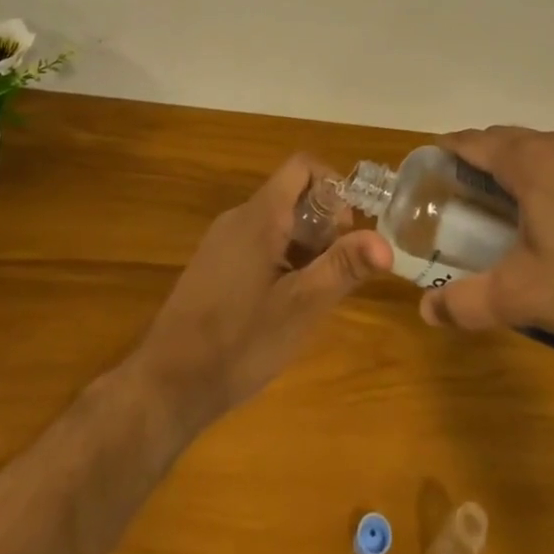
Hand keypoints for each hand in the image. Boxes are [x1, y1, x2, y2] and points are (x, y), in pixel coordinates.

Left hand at [131, 154, 391, 429]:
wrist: (166, 386)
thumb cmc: (238, 342)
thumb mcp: (301, 307)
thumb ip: (343, 268)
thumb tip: (387, 243)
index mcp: (260, 215)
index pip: (302, 167)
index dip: (333, 185)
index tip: (349, 229)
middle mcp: (239, 217)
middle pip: (292, 195)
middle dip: (324, 224)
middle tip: (337, 270)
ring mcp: (222, 241)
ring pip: (277, 222)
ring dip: (305, 246)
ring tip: (315, 293)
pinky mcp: (214, 265)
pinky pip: (258, 243)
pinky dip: (282, 259)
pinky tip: (283, 305)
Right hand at [419, 127, 553, 348]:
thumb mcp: (523, 296)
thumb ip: (469, 302)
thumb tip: (427, 312)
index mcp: (528, 161)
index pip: (473, 141)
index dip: (446, 151)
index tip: (427, 170)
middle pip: (504, 140)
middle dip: (476, 158)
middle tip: (458, 194)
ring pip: (537, 149)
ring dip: (513, 166)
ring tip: (500, 205)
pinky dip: (544, 176)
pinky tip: (552, 217)